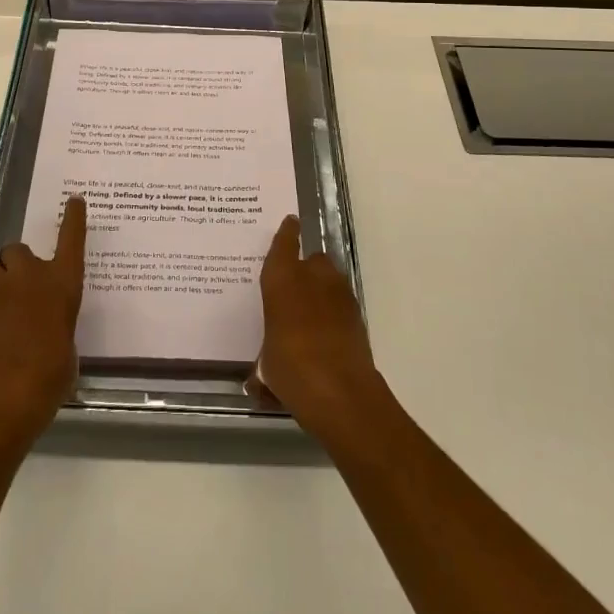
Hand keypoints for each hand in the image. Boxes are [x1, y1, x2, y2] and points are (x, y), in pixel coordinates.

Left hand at [0, 196, 86, 446]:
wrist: (1, 399)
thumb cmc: (49, 378)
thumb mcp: (68, 352)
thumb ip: (60, 330)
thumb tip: (51, 332)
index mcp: (62, 285)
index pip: (71, 241)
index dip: (73, 219)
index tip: (73, 200)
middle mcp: (31, 279)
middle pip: (18, 250)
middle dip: (20, 262)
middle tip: (27, 285)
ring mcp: (0, 293)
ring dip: (1, 280)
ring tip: (8, 305)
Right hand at [250, 214, 383, 446]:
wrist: (341, 392)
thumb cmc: (291, 370)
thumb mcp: (266, 367)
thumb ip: (262, 366)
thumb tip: (256, 383)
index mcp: (282, 280)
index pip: (283, 245)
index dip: (286, 233)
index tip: (291, 221)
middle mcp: (312, 278)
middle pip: (312, 260)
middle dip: (306, 269)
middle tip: (294, 289)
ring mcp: (339, 295)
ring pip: (330, 279)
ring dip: (322, 288)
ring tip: (311, 314)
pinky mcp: (357, 315)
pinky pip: (341, 303)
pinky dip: (334, 311)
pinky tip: (326, 333)